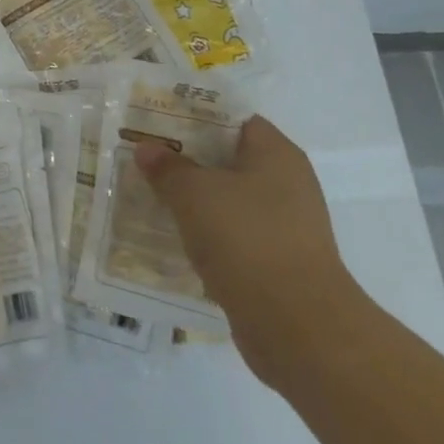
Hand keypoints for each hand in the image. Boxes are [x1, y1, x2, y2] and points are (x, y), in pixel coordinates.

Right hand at [136, 115, 364, 387]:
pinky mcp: (277, 263)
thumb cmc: (246, 239)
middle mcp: (287, 183)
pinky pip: (234, 237)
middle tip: (145, 159)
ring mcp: (284, 226)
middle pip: (229, 160)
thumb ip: (168, 167)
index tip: (157, 123)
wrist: (297, 326)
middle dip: (187, 161)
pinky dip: (207, 236)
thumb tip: (147, 148)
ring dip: (194, 202)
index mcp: (276, 153)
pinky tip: (174, 240)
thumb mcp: (194, 194)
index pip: (233, 119)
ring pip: (229, 201)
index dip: (195, 118)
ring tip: (150, 198)